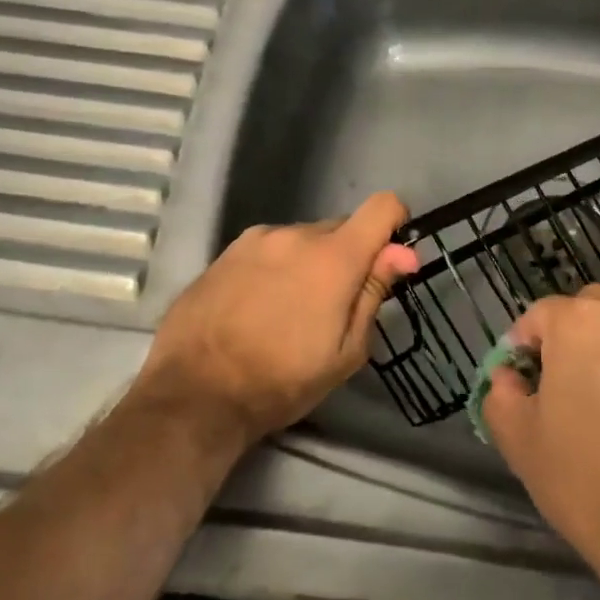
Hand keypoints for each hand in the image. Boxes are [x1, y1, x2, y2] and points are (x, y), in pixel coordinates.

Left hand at [130, 192, 420, 447]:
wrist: (194, 394)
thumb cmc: (282, 381)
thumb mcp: (345, 352)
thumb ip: (374, 292)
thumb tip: (404, 252)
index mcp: (334, 256)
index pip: (383, 206)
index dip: (394, 225)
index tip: (389, 259)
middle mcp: (296, 234)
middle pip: (340, 228)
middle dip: (347, 258)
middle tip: (332, 306)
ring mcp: (256, 239)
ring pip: (301, 240)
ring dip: (308, 263)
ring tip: (288, 311)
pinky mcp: (225, 252)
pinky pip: (268, 249)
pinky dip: (275, 268)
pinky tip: (257, 307)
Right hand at [482, 286, 599, 599]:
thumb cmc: (590, 483)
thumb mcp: (520, 443)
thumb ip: (502, 396)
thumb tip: (510, 378)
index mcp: (580, 321)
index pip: (538, 315)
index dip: (522, 348)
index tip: (521, 385)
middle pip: (590, 311)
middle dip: (570, 338)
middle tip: (562, 388)